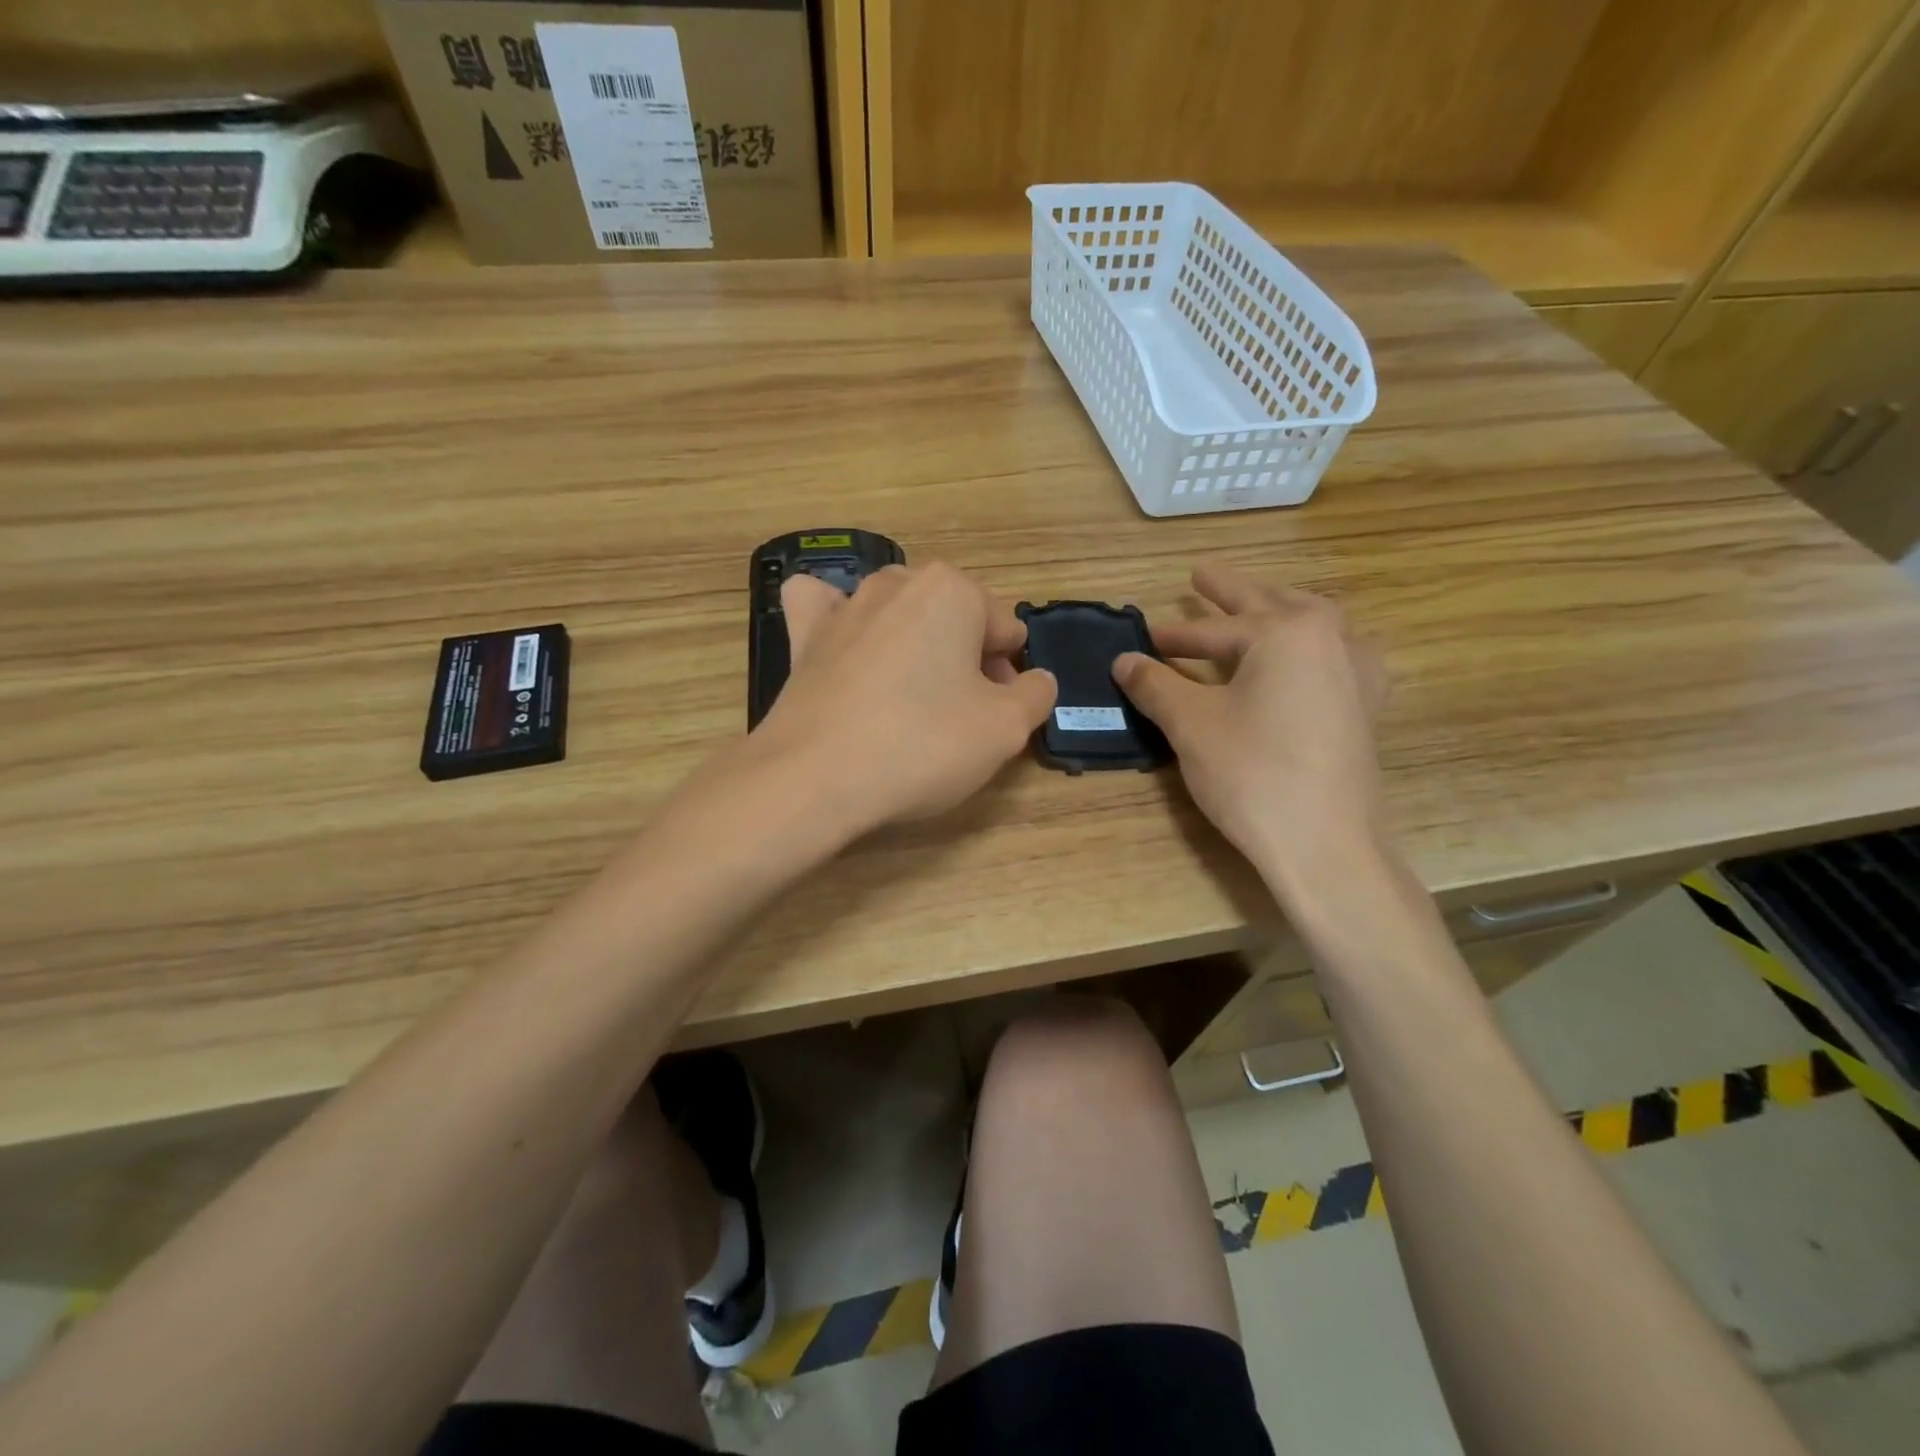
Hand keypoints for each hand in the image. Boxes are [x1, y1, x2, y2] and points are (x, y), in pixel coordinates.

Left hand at [752, 562, 1056, 835]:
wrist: (814, 778)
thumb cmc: (922, 745)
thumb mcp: (1006, 729)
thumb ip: (1036, 695)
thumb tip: (1036, 679)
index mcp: (953, 590)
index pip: (1006, 630)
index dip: (1010, 676)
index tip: (995, 717)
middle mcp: (897, 582)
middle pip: (954, 621)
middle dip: (965, 661)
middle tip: (958, 718)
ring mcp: (844, 604)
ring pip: (899, 617)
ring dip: (914, 648)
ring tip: (905, 700)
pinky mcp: (802, 634)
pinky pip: (827, 610)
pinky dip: (841, 623)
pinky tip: (846, 649)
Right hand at [1112, 565, 1388, 888]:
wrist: (1324, 844)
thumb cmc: (1252, 773)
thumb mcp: (1190, 724)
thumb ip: (1155, 684)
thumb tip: (1123, 660)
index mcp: (1289, 632)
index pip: (1217, 629)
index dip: (1174, 635)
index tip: (1144, 638)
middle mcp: (1332, 639)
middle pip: (1271, 606)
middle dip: (1231, 594)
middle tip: (1201, 575)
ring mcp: (1357, 673)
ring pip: (1310, 626)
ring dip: (1274, 613)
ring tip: (1253, 607)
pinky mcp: (1364, 707)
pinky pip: (1332, 656)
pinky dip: (1306, 647)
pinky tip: (1300, 660)